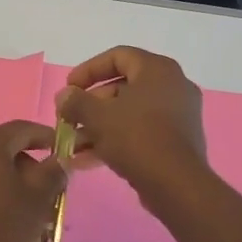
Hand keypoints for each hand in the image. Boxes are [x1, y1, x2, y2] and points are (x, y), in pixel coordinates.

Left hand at [0, 121, 68, 241]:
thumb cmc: (3, 229)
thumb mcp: (39, 200)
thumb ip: (53, 172)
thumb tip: (60, 160)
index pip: (22, 129)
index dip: (46, 137)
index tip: (64, 151)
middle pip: (2, 147)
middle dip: (28, 163)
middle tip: (48, 186)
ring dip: (9, 178)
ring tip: (28, 205)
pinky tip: (2, 214)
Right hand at [56, 47, 207, 199]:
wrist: (176, 185)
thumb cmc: (136, 138)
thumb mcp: (97, 116)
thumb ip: (76, 101)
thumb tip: (64, 96)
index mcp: (157, 70)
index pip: (118, 56)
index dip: (88, 70)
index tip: (68, 88)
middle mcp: (172, 86)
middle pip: (122, 86)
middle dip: (89, 105)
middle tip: (68, 119)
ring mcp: (177, 115)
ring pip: (128, 113)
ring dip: (97, 126)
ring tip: (72, 144)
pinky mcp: (176, 141)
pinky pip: (140, 132)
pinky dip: (114, 140)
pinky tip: (86, 160)